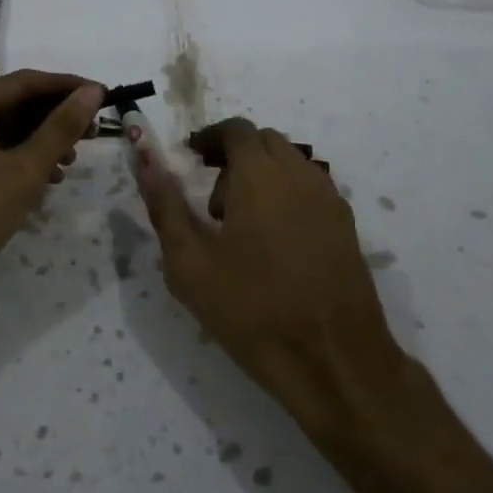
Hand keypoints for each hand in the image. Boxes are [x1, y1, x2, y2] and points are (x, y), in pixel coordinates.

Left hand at [0, 71, 104, 348]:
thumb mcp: (24, 169)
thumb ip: (61, 128)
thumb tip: (92, 91)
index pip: (24, 83)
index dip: (66, 86)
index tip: (104, 95)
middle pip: (17, 106)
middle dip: (57, 118)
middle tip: (95, 133)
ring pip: (11, 133)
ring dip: (45, 143)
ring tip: (73, 162)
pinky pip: (1, 157)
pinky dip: (28, 163)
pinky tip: (51, 182)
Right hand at [134, 118, 405, 430]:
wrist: (334, 362)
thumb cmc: (252, 310)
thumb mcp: (190, 263)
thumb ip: (165, 205)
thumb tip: (145, 159)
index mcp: (260, 175)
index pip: (236, 129)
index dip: (210, 138)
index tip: (191, 162)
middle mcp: (300, 175)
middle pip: (265, 142)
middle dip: (235, 157)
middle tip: (213, 202)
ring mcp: (330, 200)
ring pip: (291, 163)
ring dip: (264, 175)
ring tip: (244, 226)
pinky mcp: (347, 226)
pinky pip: (312, 189)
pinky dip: (289, 195)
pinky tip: (277, 244)